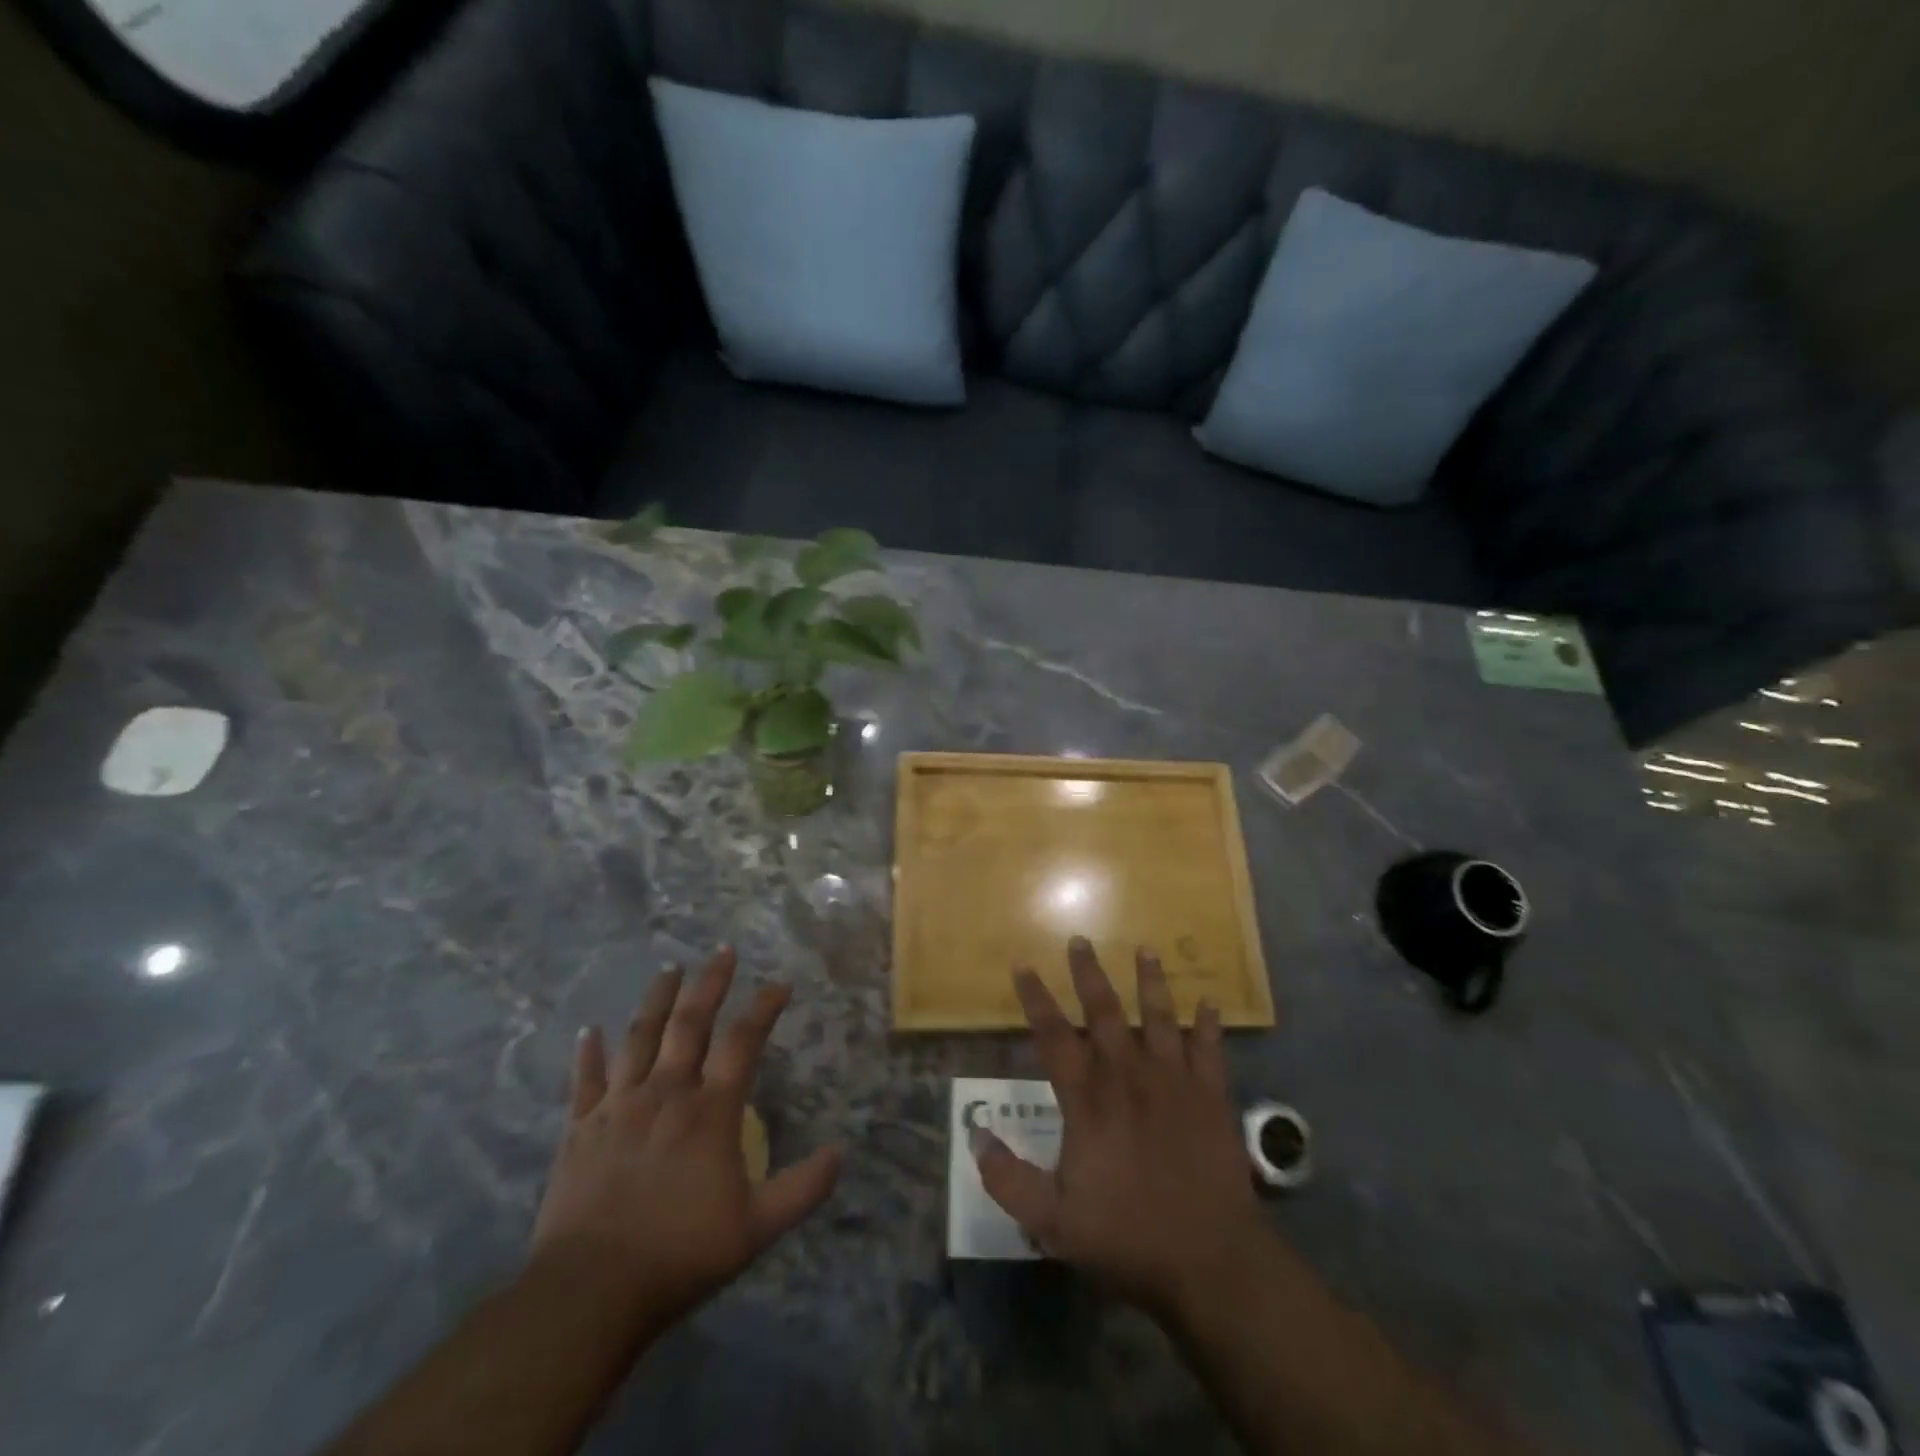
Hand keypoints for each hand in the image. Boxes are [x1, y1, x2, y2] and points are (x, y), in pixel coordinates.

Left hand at [530, 947, 841, 1336]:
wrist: (589, 1292)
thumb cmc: (679, 1255)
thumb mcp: (756, 1229)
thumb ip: (802, 1189)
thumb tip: (842, 1152)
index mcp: (710, 1111)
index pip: (743, 1042)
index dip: (764, 1008)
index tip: (780, 984)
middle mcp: (666, 1093)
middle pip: (690, 1024)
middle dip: (710, 983)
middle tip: (722, 951)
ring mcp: (619, 1107)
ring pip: (640, 1038)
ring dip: (657, 1000)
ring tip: (669, 969)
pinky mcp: (580, 1129)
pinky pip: (585, 1081)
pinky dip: (588, 1053)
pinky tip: (589, 1030)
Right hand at [975, 937, 1267, 1322]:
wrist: (1211, 1261)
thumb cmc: (1128, 1237)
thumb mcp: (1053, 1221)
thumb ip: (1009, 1180)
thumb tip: (976, 1137)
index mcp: (1089, 1100)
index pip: (1054, 1036)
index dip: (1035, 999)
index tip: (1023, 964)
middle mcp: (1128, 1076)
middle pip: (1105, 1012)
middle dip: (1089, 973)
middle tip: (1080, 939)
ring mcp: (1174, 1082)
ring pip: (1160, 1017)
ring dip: (1152, 981)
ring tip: (1147, 949)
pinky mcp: (1212, 1096)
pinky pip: (1210, 1049)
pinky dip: (1209, 1024)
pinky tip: (1210, 1002)